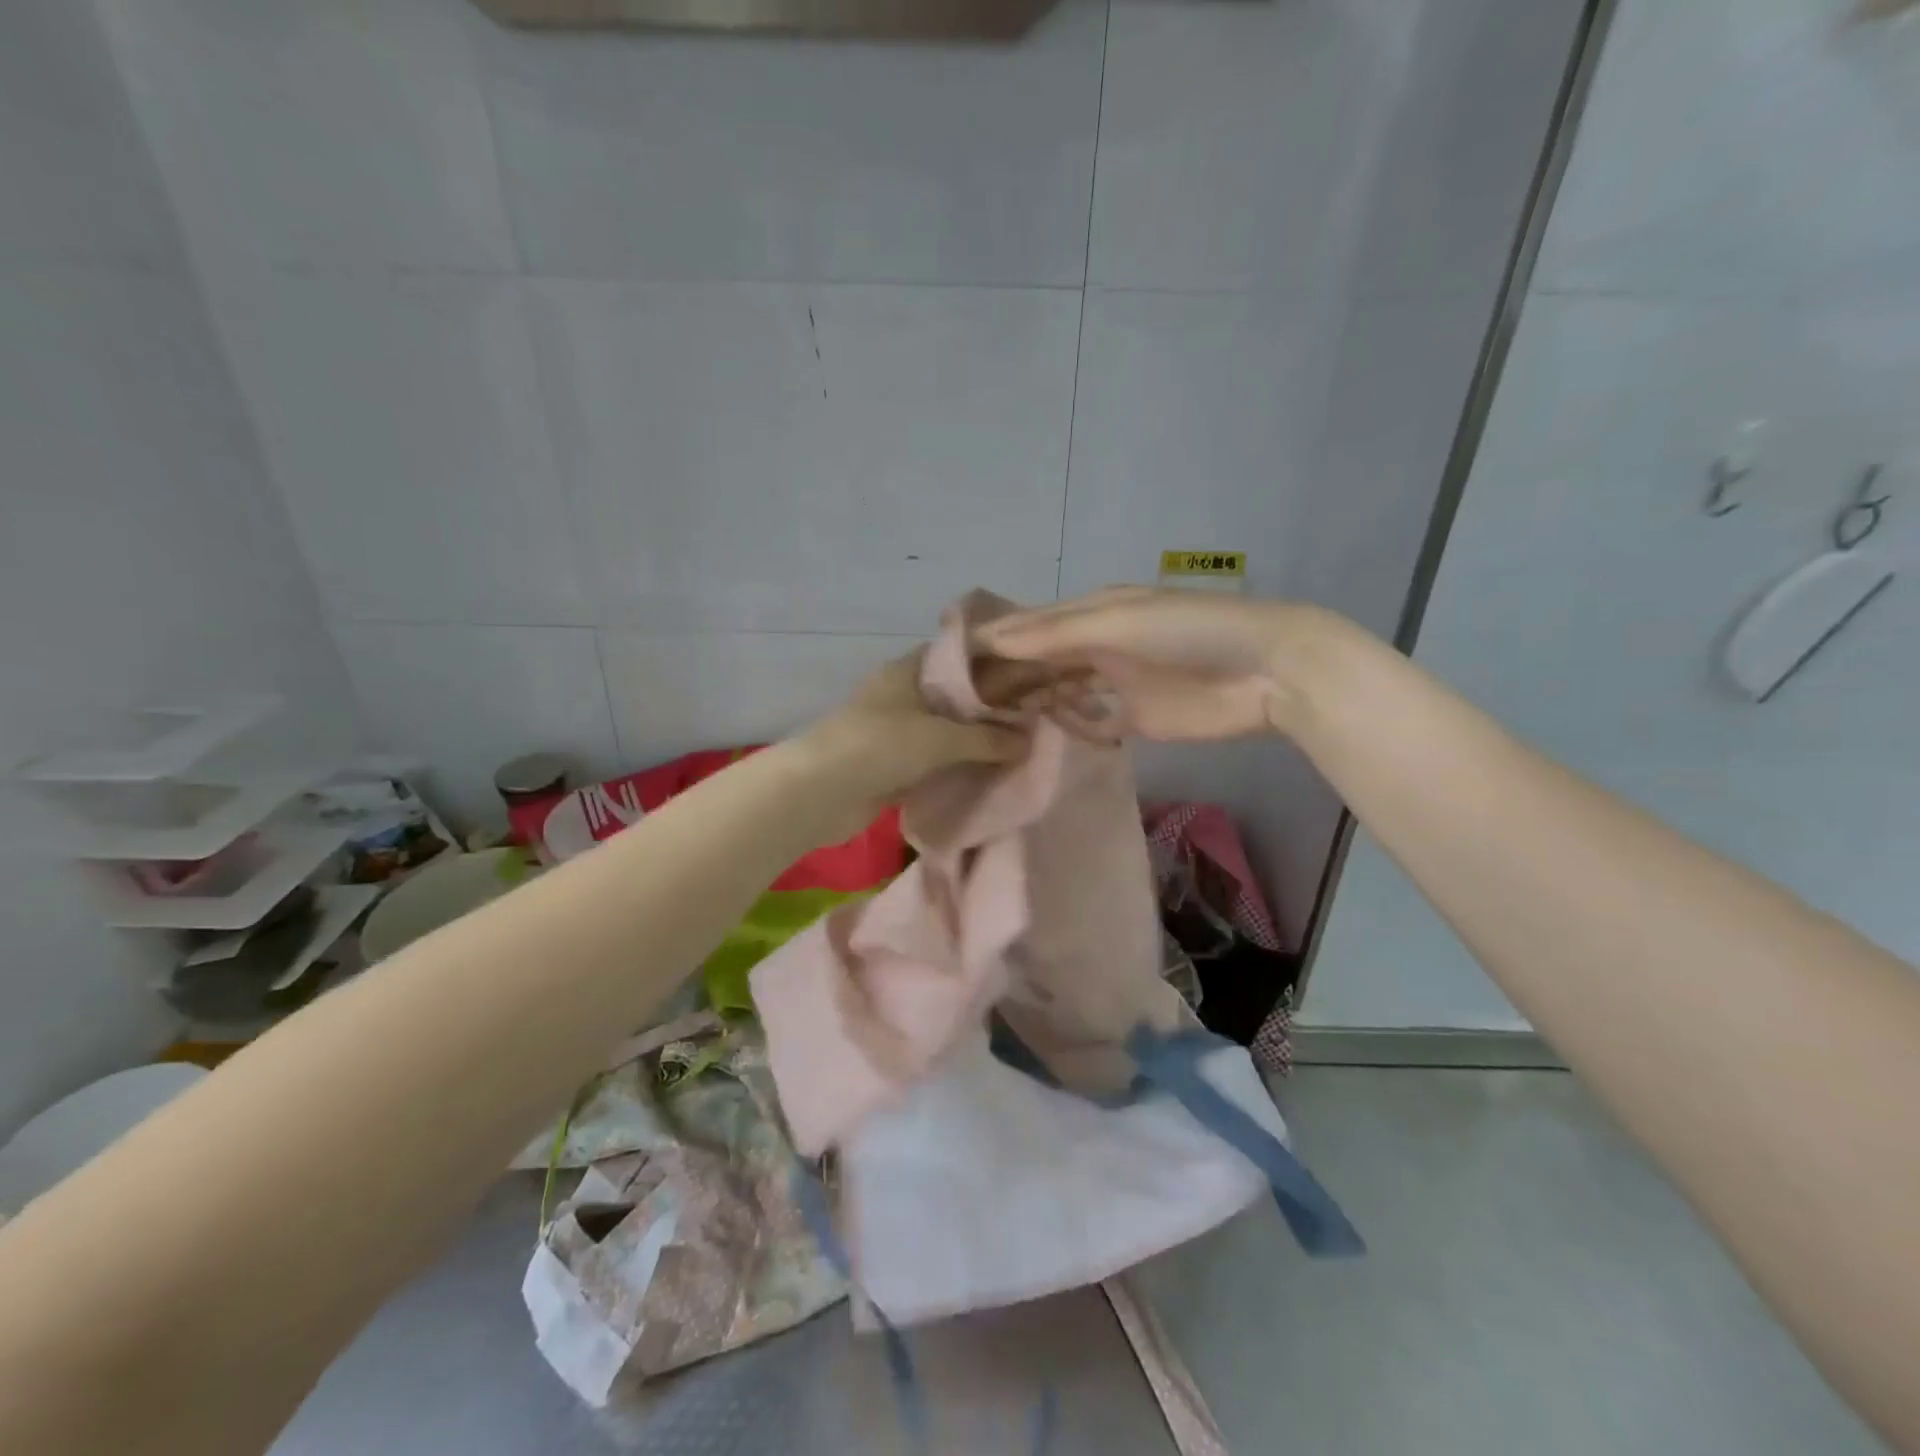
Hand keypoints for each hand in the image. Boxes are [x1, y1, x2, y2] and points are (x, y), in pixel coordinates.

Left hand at [796, 652, 1027, 825]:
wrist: (820, 793)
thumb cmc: (880, 746)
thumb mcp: (940, 738)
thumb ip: (986, 738)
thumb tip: (1027, 741)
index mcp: (906, 672)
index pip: (955, 657)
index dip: (989, 663)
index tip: (1025, 675)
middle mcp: (900, 697)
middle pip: (952, 698)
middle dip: (987, 710)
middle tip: (1030, 718)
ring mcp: (893, 733)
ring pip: (943, 733)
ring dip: (972, 743)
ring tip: (1018, 748)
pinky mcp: (890, 767)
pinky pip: (932, 764)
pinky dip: (954, 769)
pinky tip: (987, 775)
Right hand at [976, 586, 1318, 741]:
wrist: (1266, 672)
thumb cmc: (1188, 633)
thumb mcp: (1118, 622)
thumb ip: (1055, 633)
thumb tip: (992, 640)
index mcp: (1095, 611)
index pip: (1032, 625)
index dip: (995, 641)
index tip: (952, 663)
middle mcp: (1100, 644)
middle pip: (1044, 661)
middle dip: (1010, 677)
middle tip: (966, 704)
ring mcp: (1118, 682)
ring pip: (1063, 691)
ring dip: (1035, 702)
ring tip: (994, 724)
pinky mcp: (1137, 718)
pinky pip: (1091, 721)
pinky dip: (1071, 725)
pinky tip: (1045, 736)